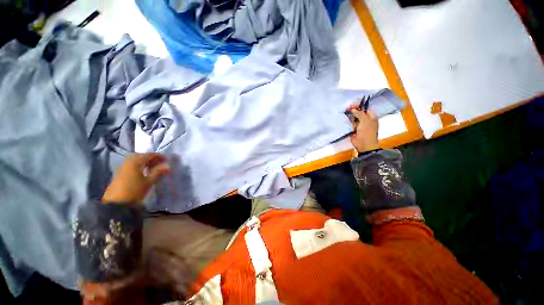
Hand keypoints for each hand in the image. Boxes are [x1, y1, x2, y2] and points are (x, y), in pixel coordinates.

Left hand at [102, 153, 170, 204]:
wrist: (116, 204)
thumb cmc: (134, 191)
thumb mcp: (148, 182)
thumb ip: (158, 172)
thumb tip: (168, 165)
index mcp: (135, 162)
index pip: (148, 155)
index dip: (158, 156)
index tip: (166, 160)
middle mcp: (127, 162)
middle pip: (140, 156)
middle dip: (150, 158)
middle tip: (159, 163)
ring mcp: (122, 168)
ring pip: (135, 160)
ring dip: (144, 162)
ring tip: (152, 168)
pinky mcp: (119, 173)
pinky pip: (131, 165)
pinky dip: (138, 166)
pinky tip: (143, 172)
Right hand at [347, 104, 379, 152]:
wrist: (364, 144)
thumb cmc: (367, 132)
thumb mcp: (365, 120)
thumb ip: (359, 113)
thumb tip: (353, 109)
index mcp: (371, 117)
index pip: (365, 108)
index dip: (359, 106)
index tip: (352, 105)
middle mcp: (365, 120)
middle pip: (358, 112)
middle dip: (353, 111)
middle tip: (347, 109)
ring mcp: (359, 124)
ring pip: (353, 118)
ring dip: (350, 116)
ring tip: (346, 114)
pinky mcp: (353, 129)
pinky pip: (350, 124)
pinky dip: (348, 122)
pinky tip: (345, 119)